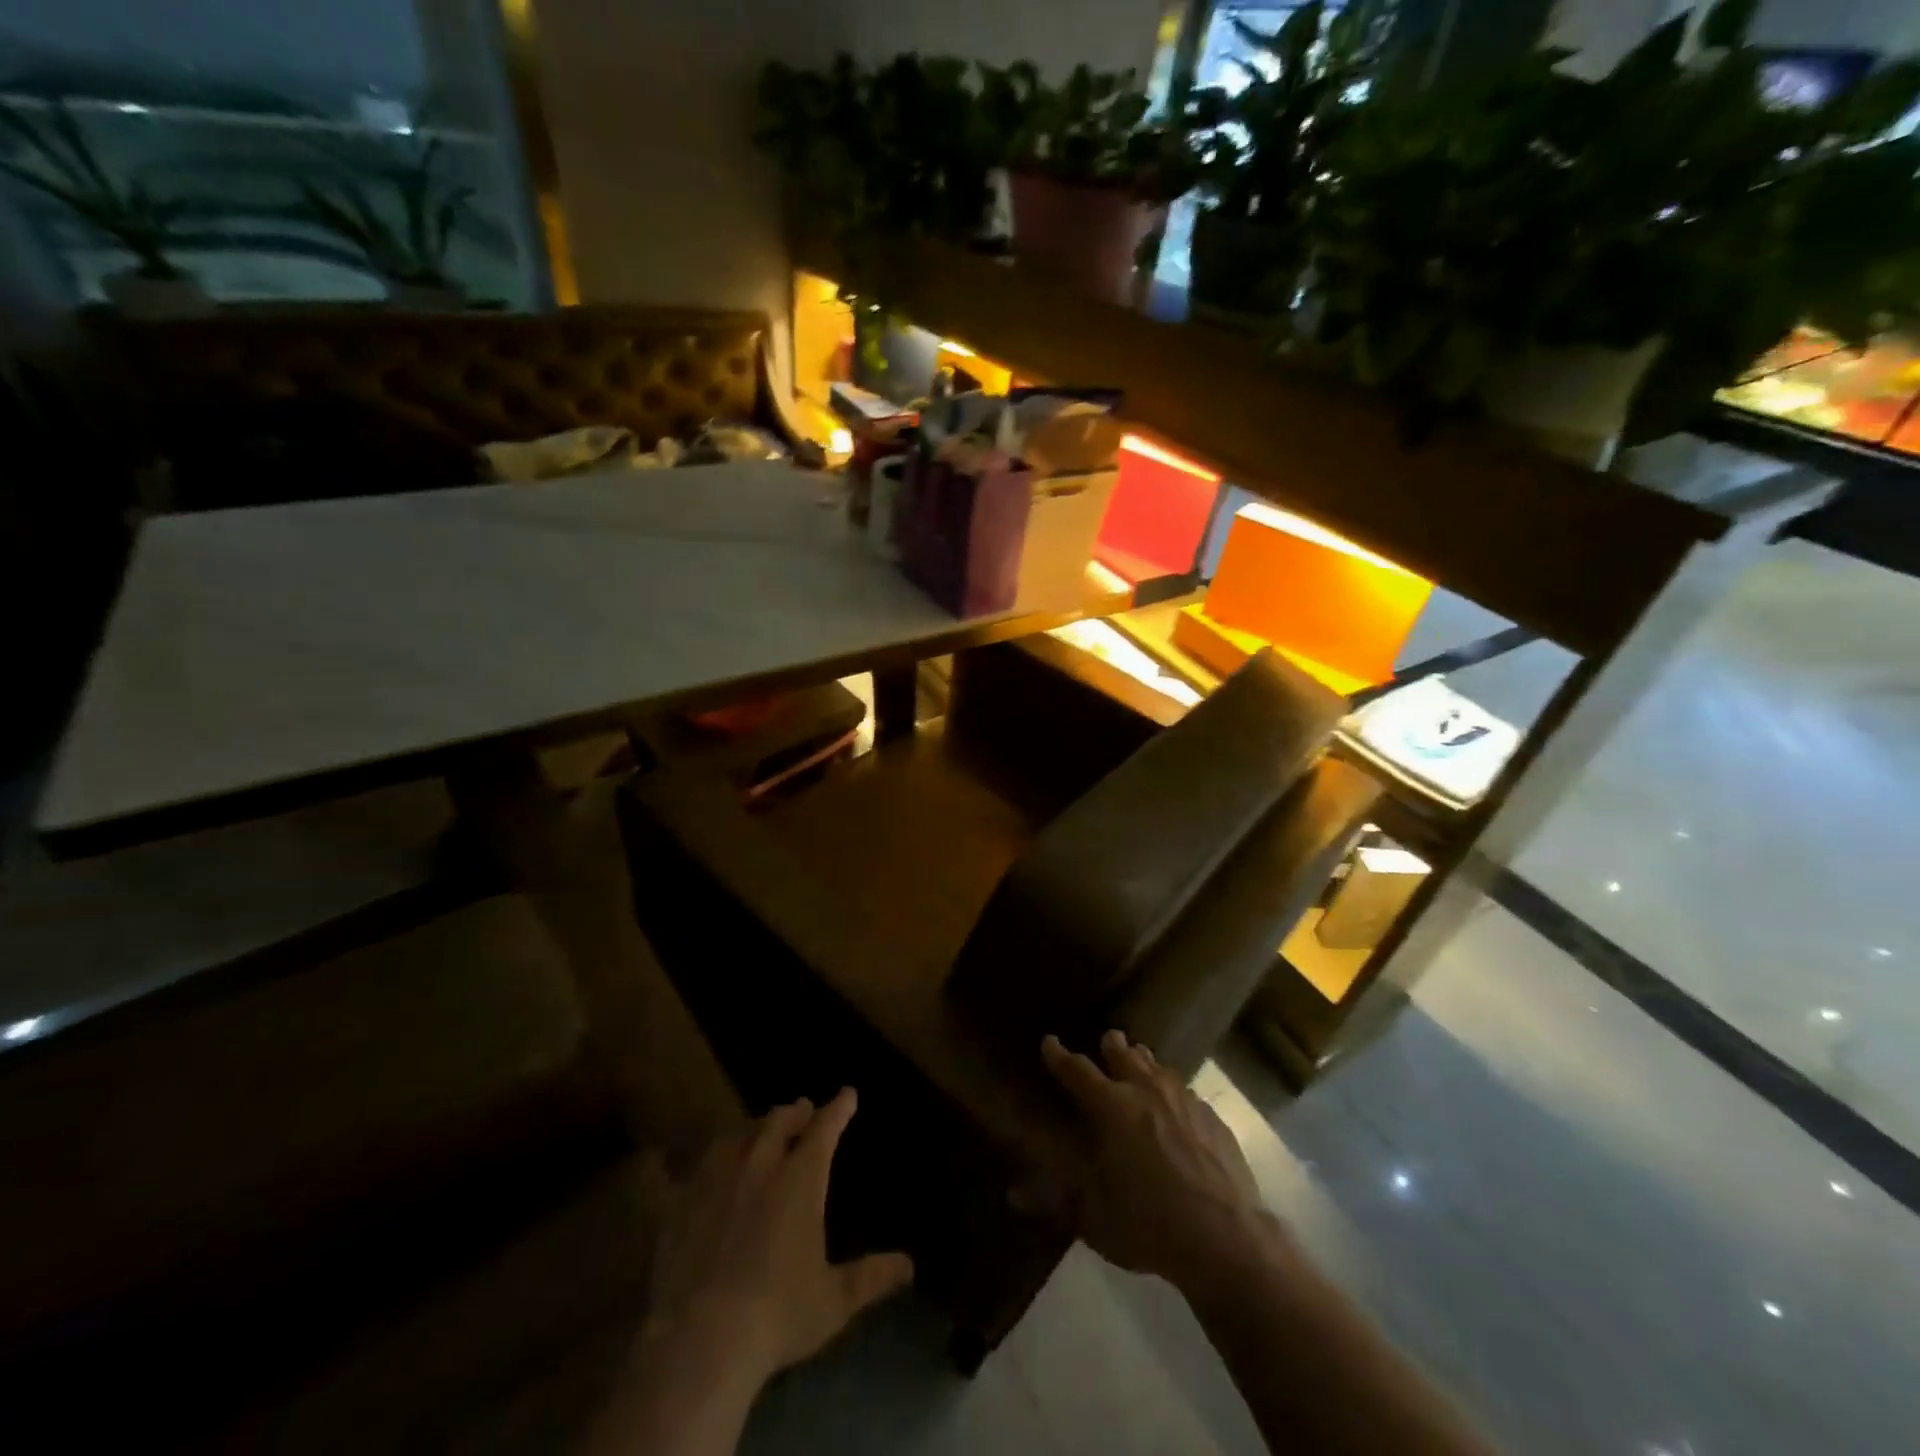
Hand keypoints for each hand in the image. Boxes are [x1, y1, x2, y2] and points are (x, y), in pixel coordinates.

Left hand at [647, 1089, 913, 1385]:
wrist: (702, 1339)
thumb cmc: (779, 1313)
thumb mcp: (835, 1300)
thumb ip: (871, 1276)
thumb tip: (909, 1265)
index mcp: (801, 1178)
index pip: (825, 1127)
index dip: (838, 1108)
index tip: (847, 1094)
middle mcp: (760, 1164)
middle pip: (778, 1121)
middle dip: (795, 1113)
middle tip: (803, 1109)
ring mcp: (717, 1180)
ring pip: (738, 1137)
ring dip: (754, 1130)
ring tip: (758, 1133)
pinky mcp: (682, 1202)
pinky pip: (695, 1167)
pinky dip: (711, 1160)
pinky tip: (705, 1168)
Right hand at [1025, 1030, 1284, 1302]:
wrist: (1227, 1238)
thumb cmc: (1150, 1225)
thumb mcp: (1095, 1219)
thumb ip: (1055, 1201)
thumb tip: (1013, 1195)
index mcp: (1111, 1107)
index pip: (1077, 1070)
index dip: (1059, 1055)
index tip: (1049, 1042)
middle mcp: (1145, 1090)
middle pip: (1124, 1054)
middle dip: (1111, 1045)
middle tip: (1107, 1041)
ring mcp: (1183, 1099)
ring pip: (1158, 1066)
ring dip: (1144, 1062)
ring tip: (1140, 1062)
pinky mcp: (1212, 1117)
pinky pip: (1185, 1091)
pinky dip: (1173, 1090)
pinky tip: (1177, 1105)